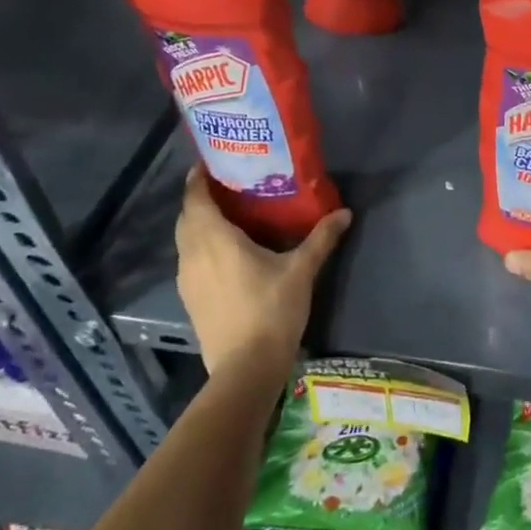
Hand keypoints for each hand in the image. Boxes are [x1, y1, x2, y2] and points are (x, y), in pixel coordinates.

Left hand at [175, 169, 350, 372]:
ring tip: (229, 214)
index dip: (199, 178)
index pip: (195, 198)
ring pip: (186, 239)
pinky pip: (190, 259)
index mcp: (214, 239)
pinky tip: (226, 252)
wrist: (245, 367)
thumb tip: (345, 212)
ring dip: (200, 223)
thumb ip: (321, 238)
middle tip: (228, 185)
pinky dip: (201, 245)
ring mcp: (186, 278)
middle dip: (201, 198)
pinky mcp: (190, 297)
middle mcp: (192, 254)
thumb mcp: (301, 270)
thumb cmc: (271, 310)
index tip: (212, 162)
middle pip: (187, 216)